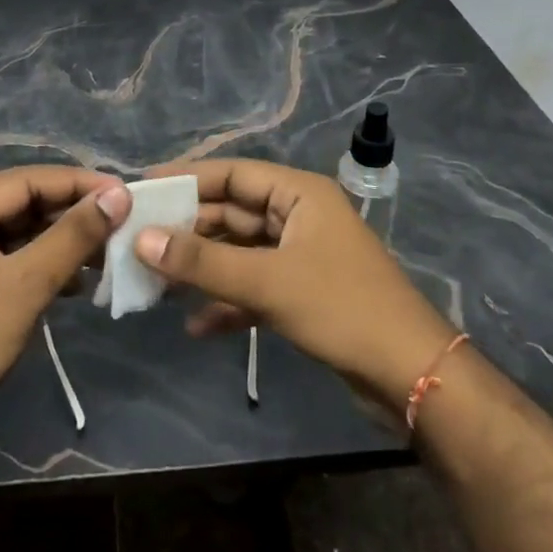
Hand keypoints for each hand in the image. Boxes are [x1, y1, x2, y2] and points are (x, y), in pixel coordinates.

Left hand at [0, 166, 128, 458]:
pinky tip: (77, 281)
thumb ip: (73, 235)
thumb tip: (119, 195)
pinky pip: (10, 253)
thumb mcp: (27, 285)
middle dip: (73, 213)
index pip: (29, 179)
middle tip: (123, 223)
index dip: (80, 184)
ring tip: (108, 252)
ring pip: (20, 228)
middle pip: (24, 201)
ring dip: (63, 240)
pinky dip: (43, 262)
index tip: (127, 194)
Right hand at [134, 159, 457, 408]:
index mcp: (298, 194)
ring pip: (239, 253)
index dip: (187, 178)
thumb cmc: (342, 308)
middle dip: (188, 230)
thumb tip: (141, 240)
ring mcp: (300, 257)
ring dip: (202, 268)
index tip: (143, 188)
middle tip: (138, 241)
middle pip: (232, 214)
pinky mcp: (302, 295)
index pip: (233, 174)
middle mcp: (298, 217)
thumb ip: (203, 262)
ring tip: (155, 282)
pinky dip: (226, 302)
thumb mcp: (268, 282)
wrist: (414, 377)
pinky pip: (253, 287)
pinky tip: (195, 325)